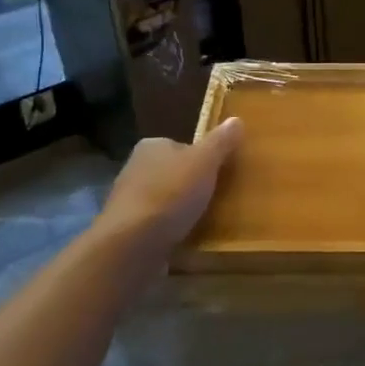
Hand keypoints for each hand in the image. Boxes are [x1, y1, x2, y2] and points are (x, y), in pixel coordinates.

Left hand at [96, 118, 243, 257]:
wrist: (132, 245)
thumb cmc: (170, 194)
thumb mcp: (205, 162)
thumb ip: (220, 142)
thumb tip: (236, 120)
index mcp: (151, 147)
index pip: (182, 146)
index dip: (203, 158)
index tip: (221, 173)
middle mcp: (135, 169)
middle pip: (174, 173)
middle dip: (192, 185)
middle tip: (219, 198)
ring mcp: (129, 202)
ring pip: (165, 200)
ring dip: (181, 210)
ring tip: (207, 221)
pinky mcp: (128, 231)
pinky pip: (157, 226)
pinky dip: (171, 231)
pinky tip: (187, 239)